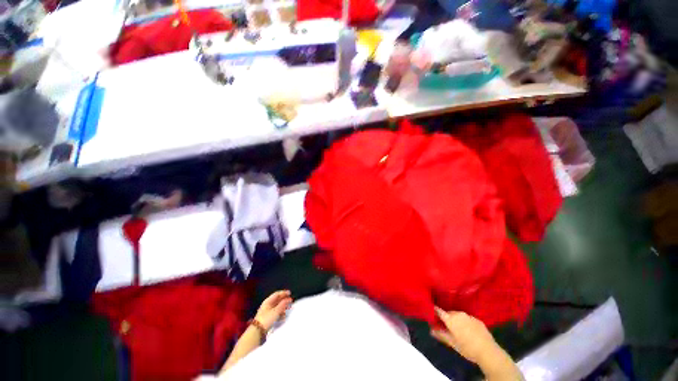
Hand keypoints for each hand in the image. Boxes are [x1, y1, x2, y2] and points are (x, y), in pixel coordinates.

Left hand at [254, 290, 292, 330]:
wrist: (257, 331)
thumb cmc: (267, 318)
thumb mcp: (276, 311)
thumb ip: (283, 304)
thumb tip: (288, 299)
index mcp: (268, 301)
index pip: (277, 294)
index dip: (284, 293)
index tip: (290, 293)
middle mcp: (267, 305)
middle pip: (277, 300)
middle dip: (284, 300)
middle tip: (291, 301)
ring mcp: (267, 311)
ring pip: (277, 306)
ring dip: (283, 307)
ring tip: (289, 308)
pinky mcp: (268, 318)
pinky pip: (276, 312)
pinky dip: (280, 313)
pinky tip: (284, 316)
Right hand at [430, 307, 504, 365]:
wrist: (488, 351)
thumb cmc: (467, 348)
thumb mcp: (452, 343)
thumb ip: (441, 335)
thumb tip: (431, 329)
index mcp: (450, 318)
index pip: (438, 310)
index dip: (434, 310)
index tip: (431, 312)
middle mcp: (458, 314)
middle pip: (449, 313)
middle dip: (446, 317)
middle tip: (445, 325)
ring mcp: (469, 316)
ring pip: (458, 315)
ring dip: (456, 319)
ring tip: (457, 328)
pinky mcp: (477, 319)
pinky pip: (467, 318)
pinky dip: (465, 322)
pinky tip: (468, 330)